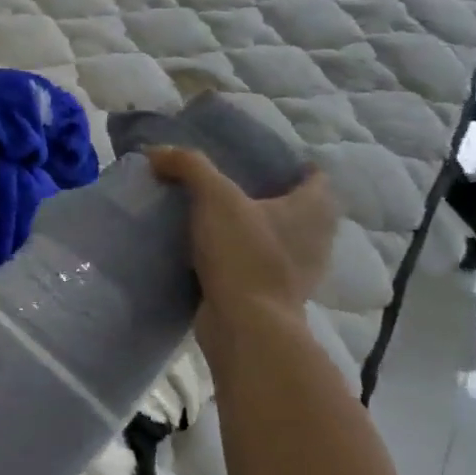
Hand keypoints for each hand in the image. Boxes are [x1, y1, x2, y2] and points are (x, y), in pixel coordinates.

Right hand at [148, 147, 338, 326]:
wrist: (246, 323)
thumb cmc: (244, 254)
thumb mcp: (214, 198)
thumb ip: (189, 166)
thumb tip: (157, 151)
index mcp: (315, 208)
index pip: (314, 175)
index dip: (288, 164)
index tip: (253, 161)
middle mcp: (318, 237)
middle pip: (298, 207)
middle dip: (269, 196)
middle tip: (228, 187)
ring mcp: (301, 270)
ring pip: (280, 238)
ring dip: (256, 229)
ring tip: (216, 220)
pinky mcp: (277, 295)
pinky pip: (262, 265)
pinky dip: (244, 258)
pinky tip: (214, 254)